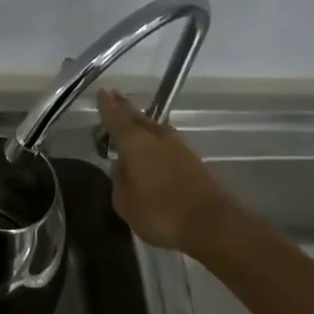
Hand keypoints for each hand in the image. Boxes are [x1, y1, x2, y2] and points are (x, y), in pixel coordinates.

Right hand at [97, 89, 238, 252]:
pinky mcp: (193, 160)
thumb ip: (119, 180)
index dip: (107, 105)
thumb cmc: (161, 212)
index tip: (102, 91)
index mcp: (134, 142)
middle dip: (124, 107)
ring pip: (154, 127)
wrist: (212, 222)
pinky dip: (155, 139)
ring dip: (142, 121)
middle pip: (137, 116)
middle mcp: (156, 136)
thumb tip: (122, 166)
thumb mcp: (125, 202)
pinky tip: (153, 145)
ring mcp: (178, 146)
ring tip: (132, 118)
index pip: (116, 117)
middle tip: (114, 96)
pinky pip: (167, 141)